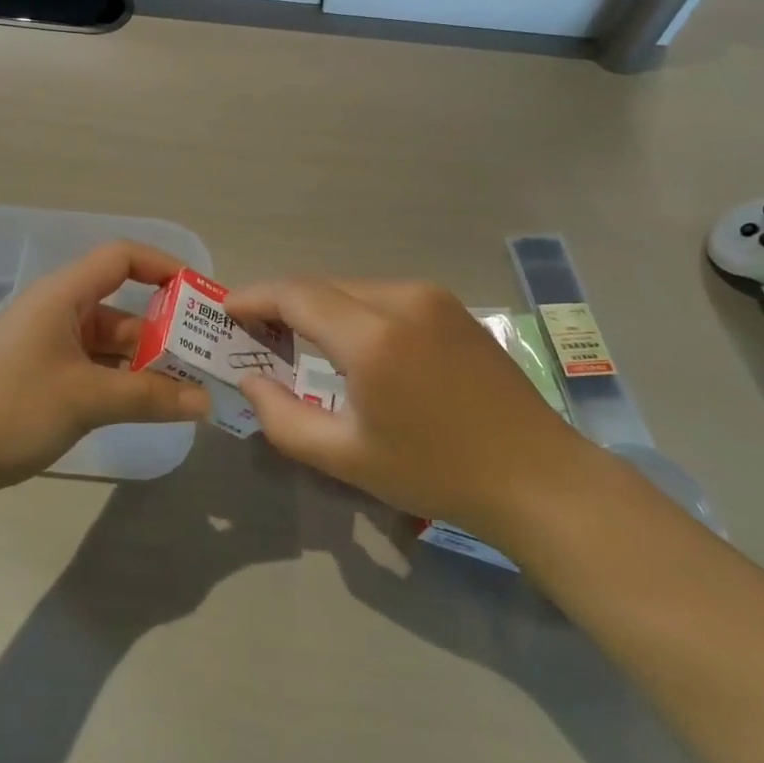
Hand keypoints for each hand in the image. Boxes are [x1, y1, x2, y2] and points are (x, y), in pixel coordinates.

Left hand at [0, 241, 209, 498]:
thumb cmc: (14, 408)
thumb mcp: (88, 399)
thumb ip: (150, 396)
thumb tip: (205, 403)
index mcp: (64, 294)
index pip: (122, 257)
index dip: (164, 267)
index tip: (201, 295)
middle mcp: (59, 309)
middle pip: (123, 305)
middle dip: (165, 329)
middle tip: (205, 355)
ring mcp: (51, 343)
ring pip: (111, 341)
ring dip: (147, 361)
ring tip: (189, 387)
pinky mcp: (45, 374)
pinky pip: (96, 365)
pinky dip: (124, 379)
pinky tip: (152, 404)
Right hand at [229, 279, 593, 535]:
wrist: (537, 477)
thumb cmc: (436, 473)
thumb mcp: (348, 458)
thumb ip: (284, 418)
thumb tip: (250, 379)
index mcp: (374, 337)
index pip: (296, 294)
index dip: (255, 297)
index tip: (226, 311)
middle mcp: (401, 299)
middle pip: (321, 286)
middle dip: (282, 303)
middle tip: (255, 334)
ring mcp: (431, 297)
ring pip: (351, 287)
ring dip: (318, 306)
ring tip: (296, 340)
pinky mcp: (449, 305)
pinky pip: (382, 295)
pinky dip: (351, 310)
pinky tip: (348, 342)